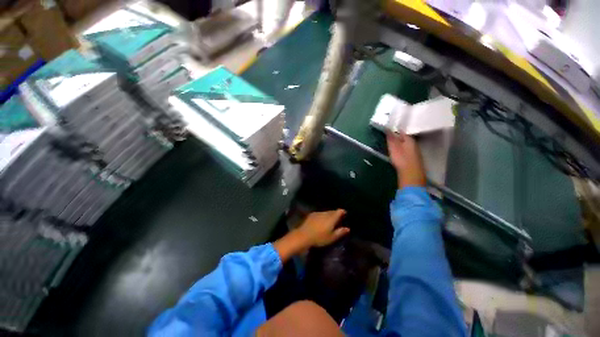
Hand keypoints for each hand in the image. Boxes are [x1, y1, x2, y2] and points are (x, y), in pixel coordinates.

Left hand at [296, 209, 348, 247]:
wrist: (304, 235)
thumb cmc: (319, 238)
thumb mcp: (331, 237)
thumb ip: (340, 232)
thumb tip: (348, 228)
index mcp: (331, 218)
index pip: (339, 211)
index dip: (342, 212)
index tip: (344, 214)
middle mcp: (325, 213)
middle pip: (332, 211)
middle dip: (336, 214)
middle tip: (338, 219)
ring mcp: (318, 213)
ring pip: (326, 212)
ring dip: (329, 215)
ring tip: (329, 221)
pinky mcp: (312, 214)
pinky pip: (320, 213)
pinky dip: (322, 216)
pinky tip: (320, 221)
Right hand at [386, 132, 425, 188]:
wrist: (411, 173)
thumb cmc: (401, 158)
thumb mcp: (393, 147)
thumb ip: (391, 138)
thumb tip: (388, 128)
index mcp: (409, 139)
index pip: (401, 132)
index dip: (394, 131)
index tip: (388, 132)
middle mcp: (414, 143)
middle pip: (405, 138)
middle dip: (398, 138)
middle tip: (389, 139)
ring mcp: (416, 151)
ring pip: (407, 145)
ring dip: (401, 145)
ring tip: (393, 146)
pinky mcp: (415, 159)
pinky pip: (408, 151)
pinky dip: (403, 151)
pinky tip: (400, 154)